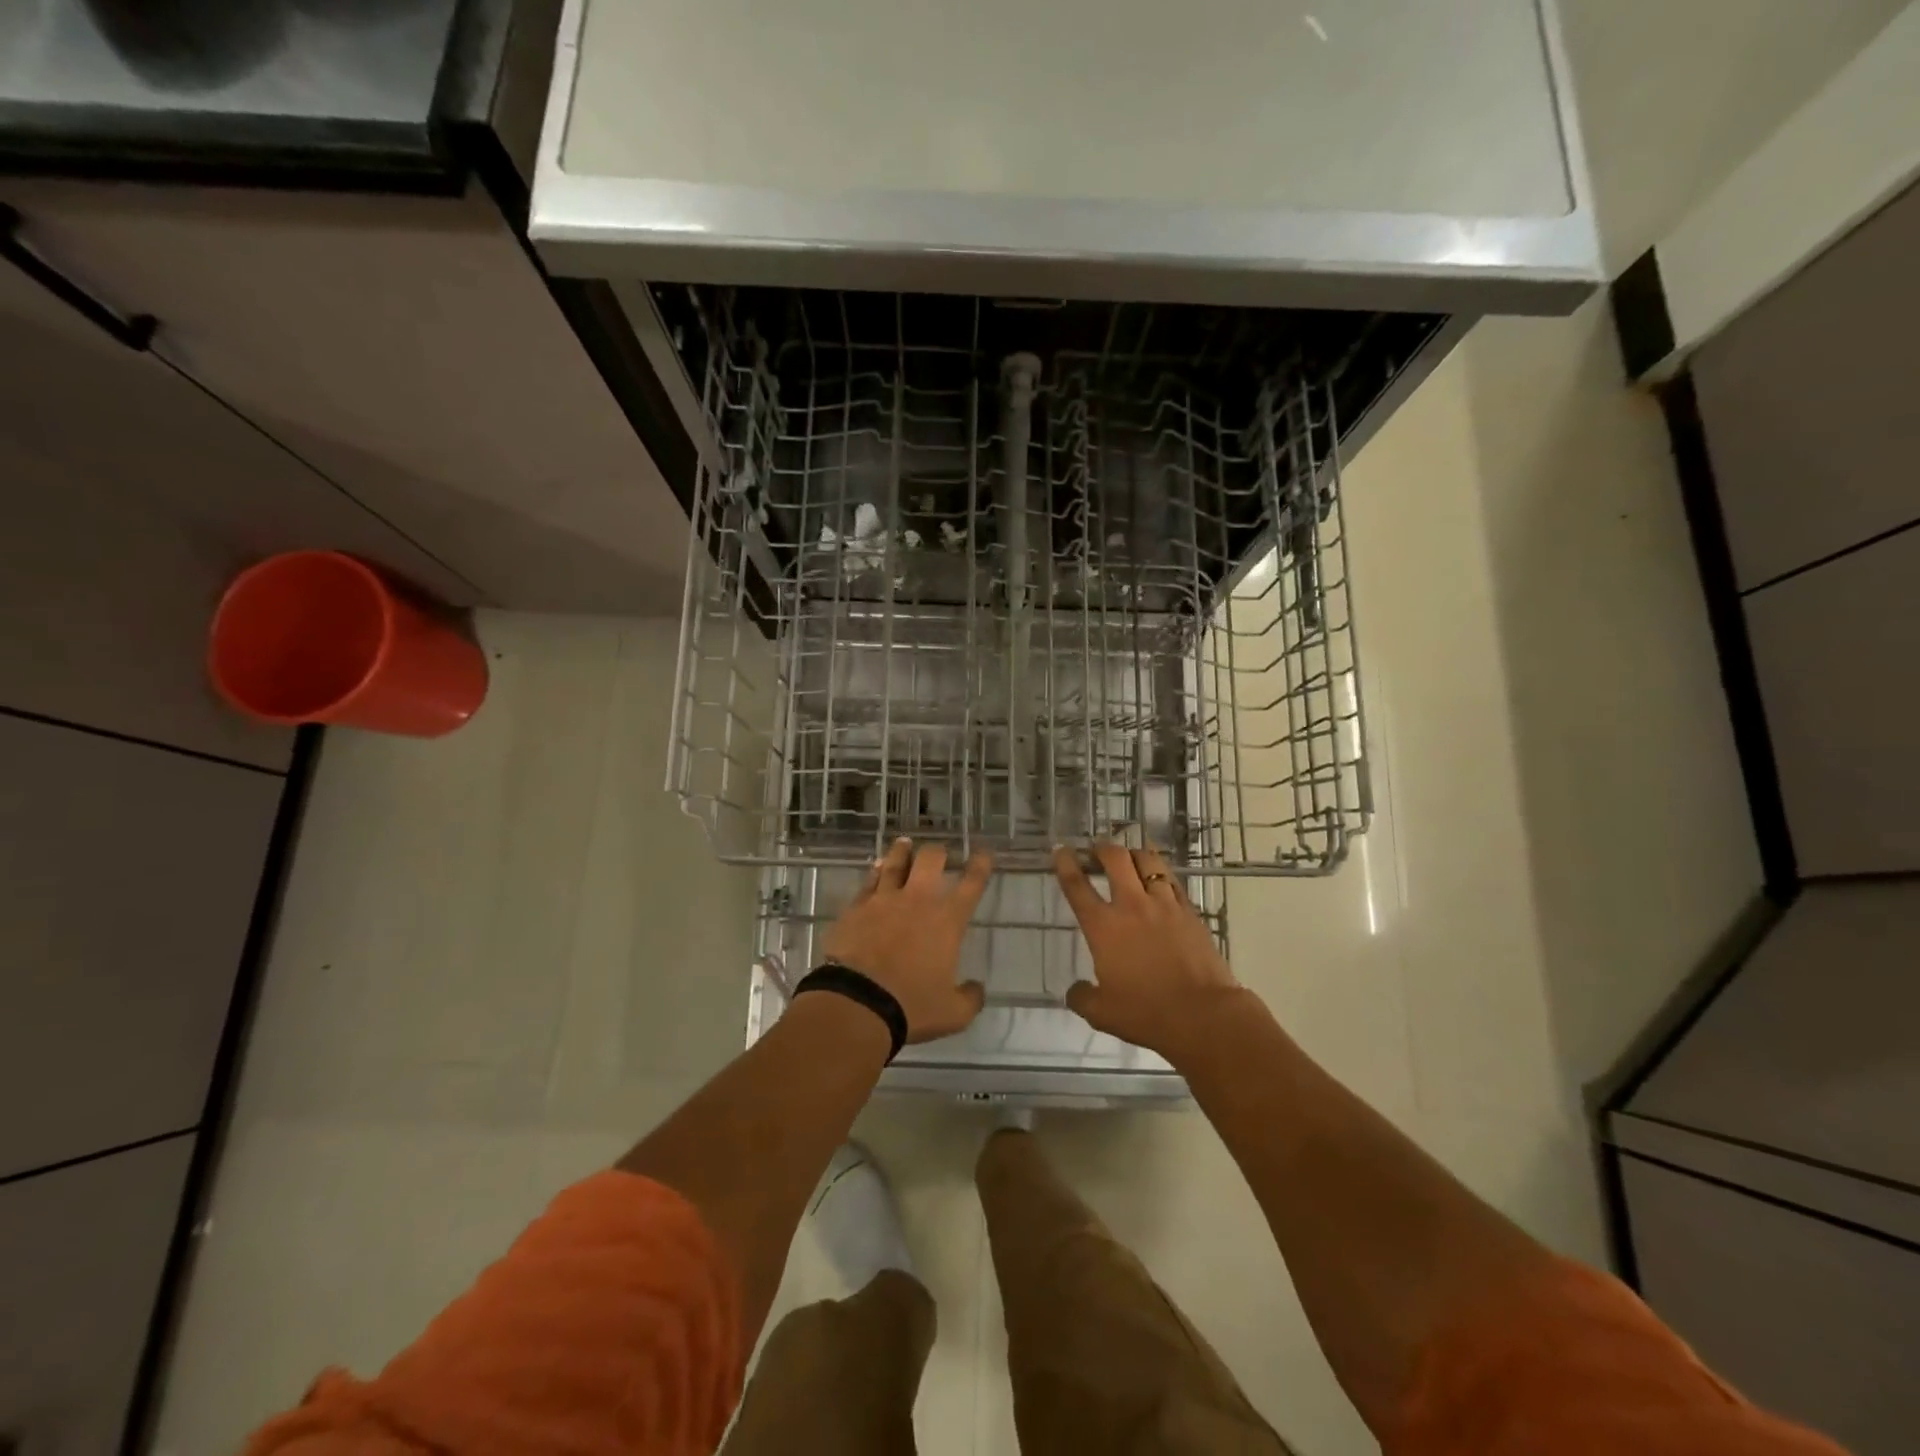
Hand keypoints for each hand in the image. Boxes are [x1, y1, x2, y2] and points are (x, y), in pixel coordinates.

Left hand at [822, 838, 991, 1042]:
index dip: (980, 865)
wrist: (857, 1003)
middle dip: (939, 852)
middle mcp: (918, 901)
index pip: (971, 884)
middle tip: (941, 853)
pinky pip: (869, 881)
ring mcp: (884, 900)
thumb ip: (970, 998)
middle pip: (931, 860)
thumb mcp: (953, 1013)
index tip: (984, 852)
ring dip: (904, 851)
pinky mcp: (856, 907)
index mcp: (947, 921)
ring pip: (896, 862)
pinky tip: (877, 867)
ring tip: (906, 843)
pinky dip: (876, 871)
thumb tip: (977, 988)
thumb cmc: (911, 1007)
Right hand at [1053, 843, 1248, 1060]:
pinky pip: (1172, 881)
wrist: (1203, 1014)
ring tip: (1129, 857)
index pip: (1077, 886)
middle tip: (1097, 851)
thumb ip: (1082, 997)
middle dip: (1102, 848)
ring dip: (1134, 853)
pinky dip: (1160, 874)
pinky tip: (1159, 879)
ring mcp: (1164, 904)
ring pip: (1148, 861)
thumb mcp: (1102, 1014)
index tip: (1061, 850)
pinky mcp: (1190, 911)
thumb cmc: (1147, 1013)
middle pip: (1115, 859)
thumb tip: (1075, 990)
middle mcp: (1131, 905)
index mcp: (1103, 926)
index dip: (1066, 864)